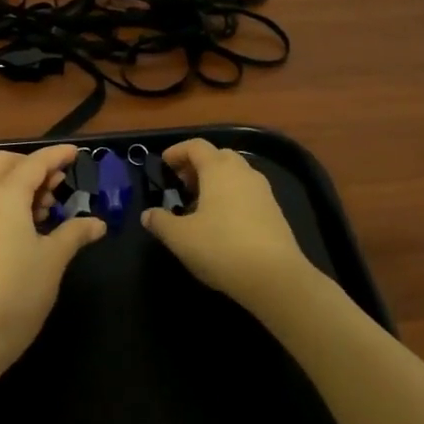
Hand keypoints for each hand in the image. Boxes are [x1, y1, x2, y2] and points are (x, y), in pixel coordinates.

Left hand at [0, 144, 105, 394]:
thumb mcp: (53, 259)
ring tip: (47, 207)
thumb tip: (97, 223)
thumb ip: (75, 233)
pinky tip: (27, 227)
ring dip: (19, 183)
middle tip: (58, 183)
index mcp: (4, 196)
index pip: (34, 163)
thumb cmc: (18, 291)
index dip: (57, 155)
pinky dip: (7, 201)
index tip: (77, 153)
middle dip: (33, 165)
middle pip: (5, 164)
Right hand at [141, 139, 318, 326]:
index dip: (177, 151)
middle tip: (182, 184)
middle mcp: (243, 172)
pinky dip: (231, 197)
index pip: (196, 146)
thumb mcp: (180, 238)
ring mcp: (263, 191)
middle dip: (198, 165)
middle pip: (219, 156)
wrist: (275, 277)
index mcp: (218, 169)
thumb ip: (160, 222)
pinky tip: (222, 223)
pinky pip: (247, 193)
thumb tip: (148, 215)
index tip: (164, 164)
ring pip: (235, 175)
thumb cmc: (221, 248)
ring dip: (216, 182)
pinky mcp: (275, 212)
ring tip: (199, 205)